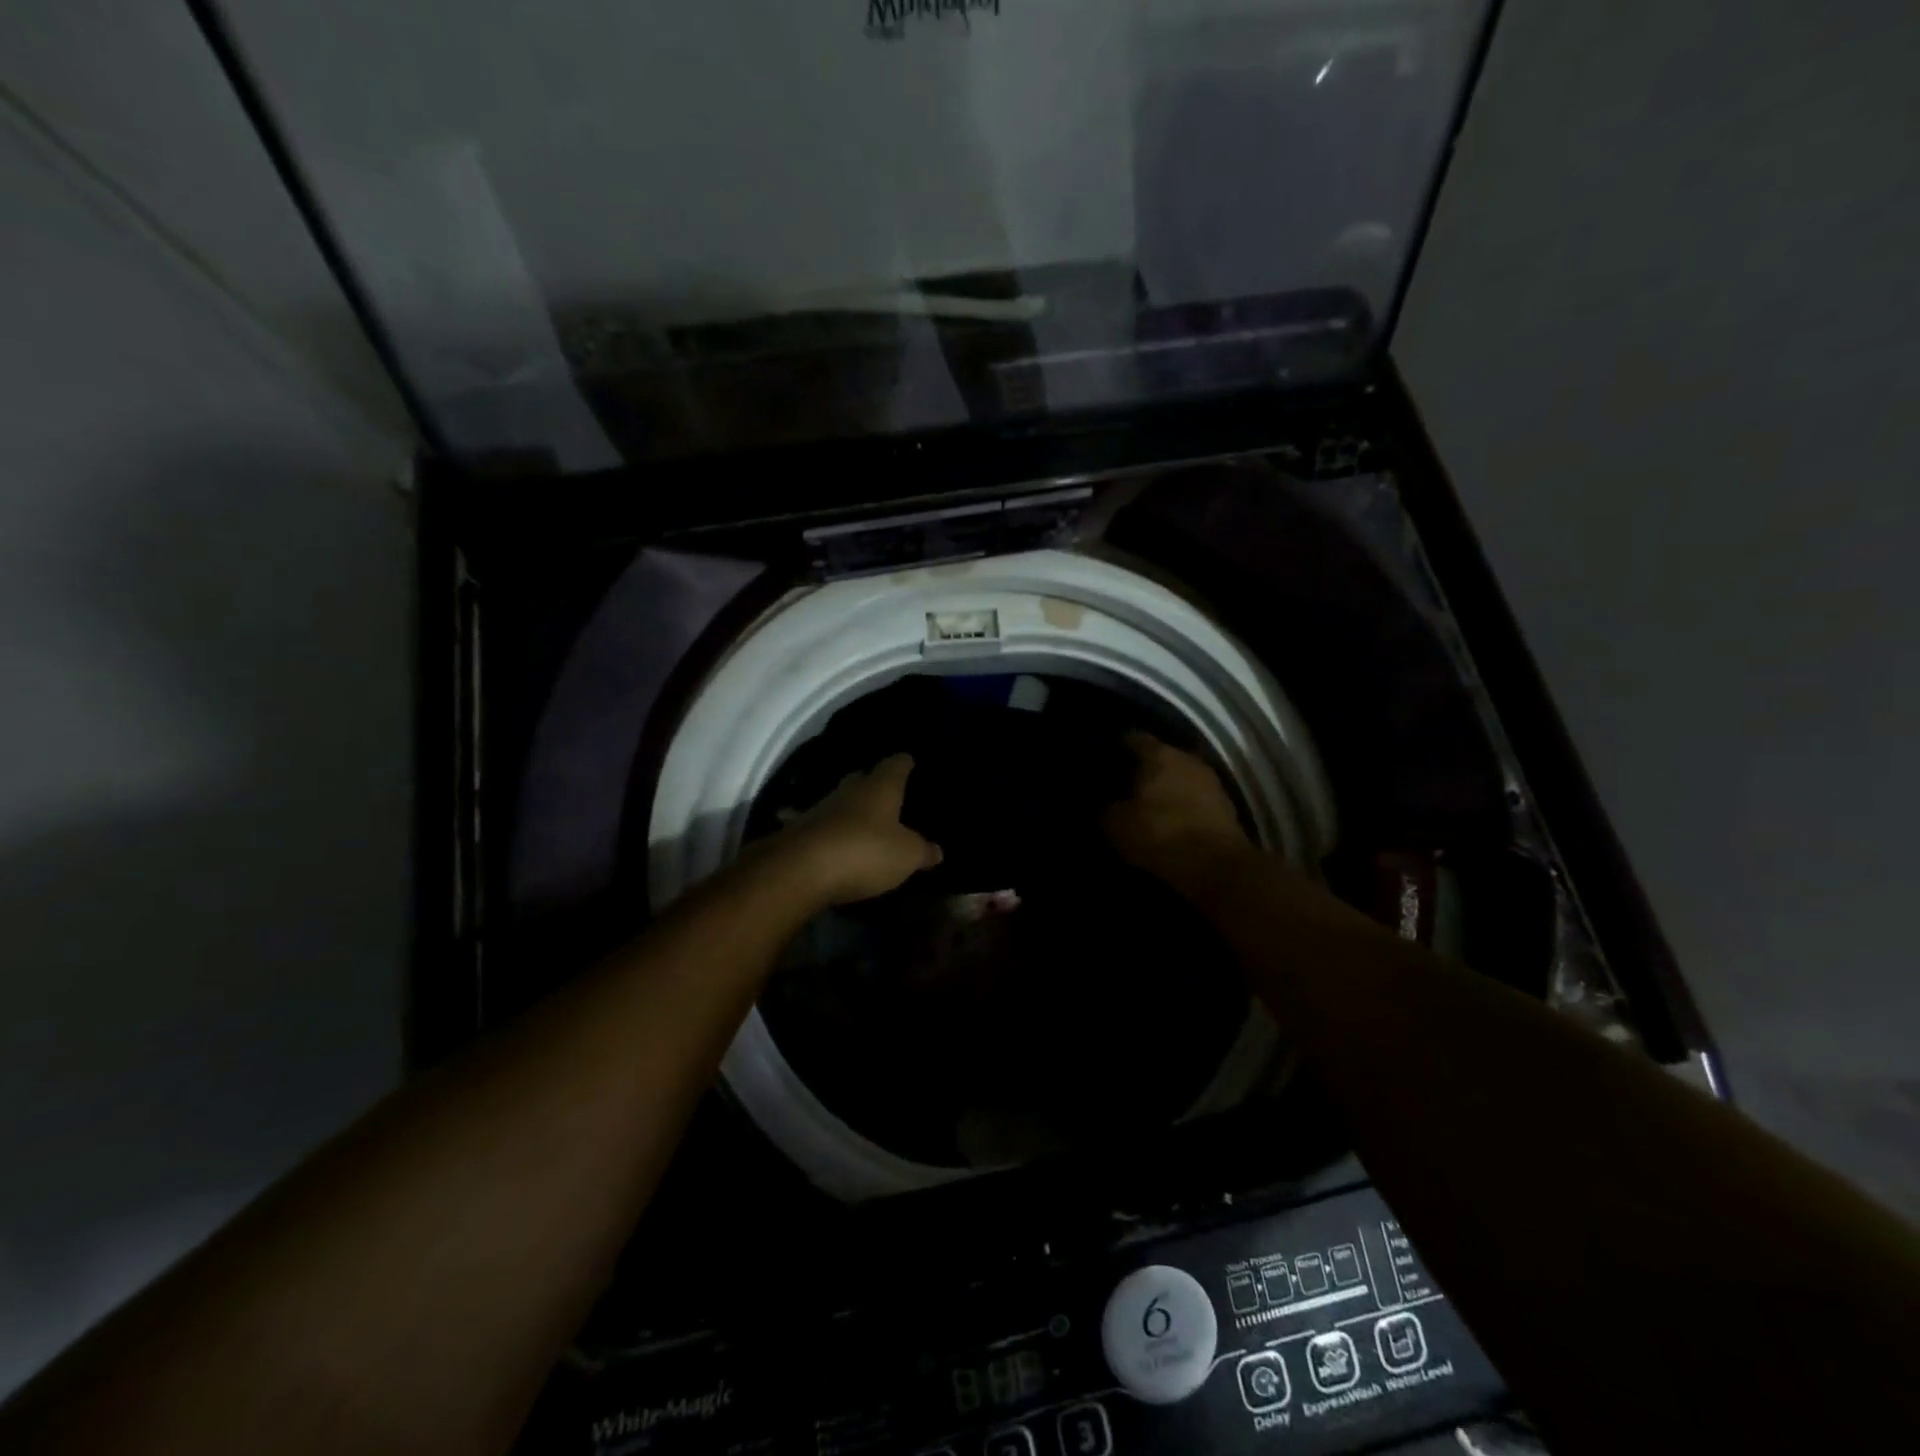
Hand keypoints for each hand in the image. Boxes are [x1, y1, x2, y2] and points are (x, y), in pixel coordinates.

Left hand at [774, 754, 943, 906]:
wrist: (800, 869)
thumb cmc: (865, 852)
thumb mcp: (906, 856)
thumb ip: (923, 851)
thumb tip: (937, 851)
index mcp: (880, 787)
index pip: (896, 764)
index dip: (904, 763)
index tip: (910, 761)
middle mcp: (849, 790)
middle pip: (863, 778)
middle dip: (874, 783)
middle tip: (887, 793)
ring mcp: (819, 808)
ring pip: (839, 801)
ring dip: (849, 808)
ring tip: (861, 820)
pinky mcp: (798, 830)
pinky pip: (817, 825)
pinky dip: (825, 829)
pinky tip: (827, 837)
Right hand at [1103, 732, 1253, 889]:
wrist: (1216, 866)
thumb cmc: (1160, 835)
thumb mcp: (1117, 825)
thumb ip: (1108, 808)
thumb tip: (1109, 803)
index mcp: (1159, 755)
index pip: (1134, 738)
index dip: (1120, 745)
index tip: (1109, 755)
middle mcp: (1187, 758)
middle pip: (1162, 755)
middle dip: (1146, 767)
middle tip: (1127, 781)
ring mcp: (1211, 781)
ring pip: (1181, 776)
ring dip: (1168, 786)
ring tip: (1150, 801)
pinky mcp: (1226, 805)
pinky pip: (1196, 797)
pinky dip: (1184, 803)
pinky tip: (1172, 817)